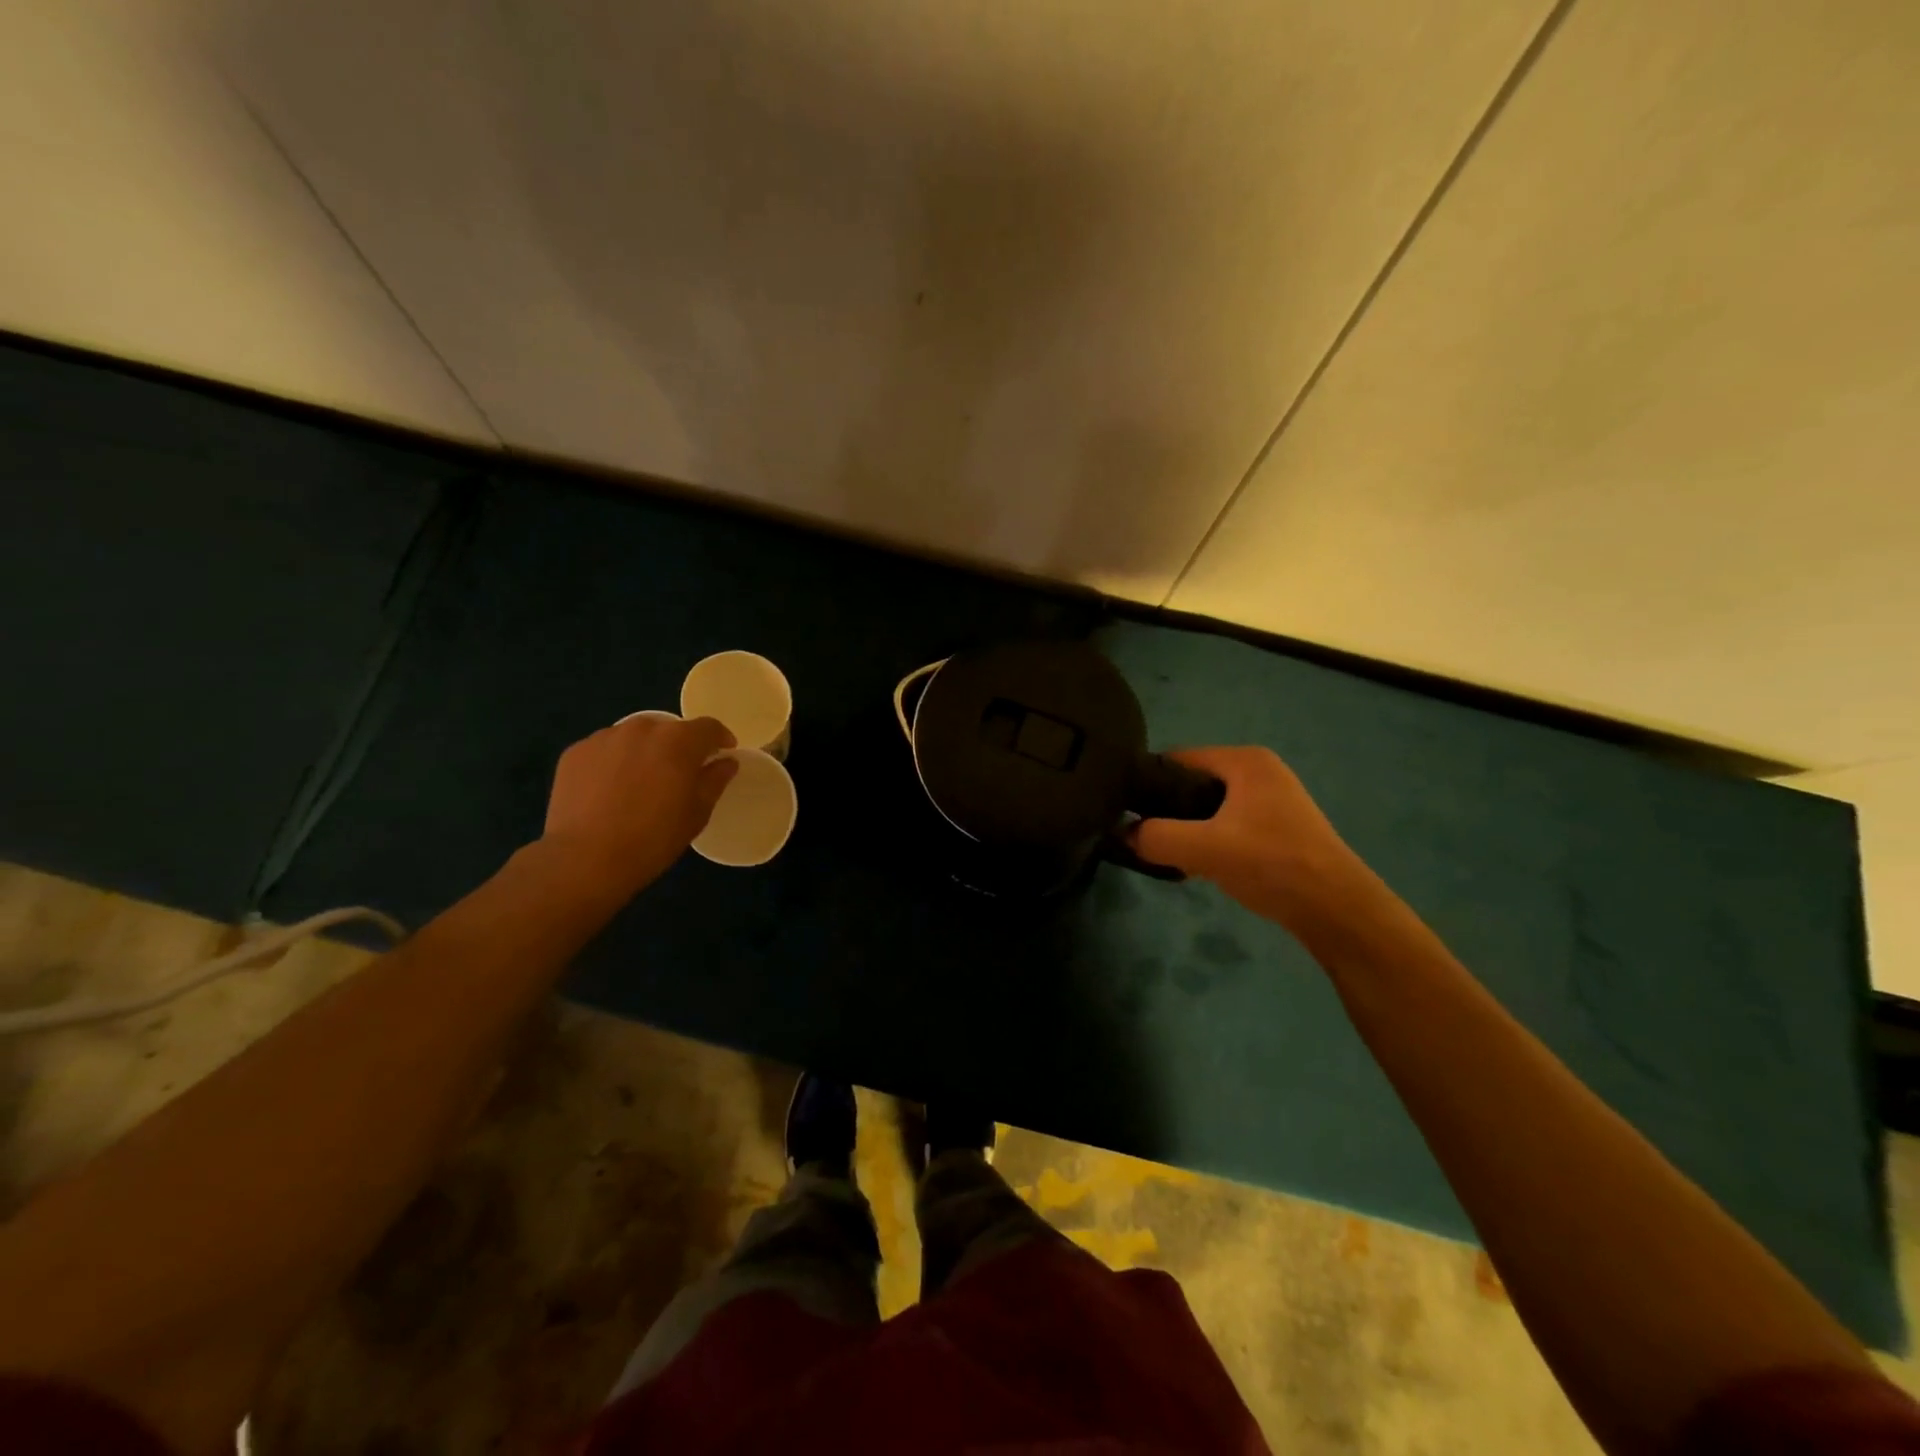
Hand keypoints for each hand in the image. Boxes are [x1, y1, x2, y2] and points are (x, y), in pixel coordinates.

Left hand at [541, 714, 737, 897]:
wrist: (585, 859)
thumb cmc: (653, 837)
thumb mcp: (697, 813)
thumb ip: (715, 780)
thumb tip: (726, 761)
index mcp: (678, 740)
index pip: (708, 727)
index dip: (720, 739)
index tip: (723, 754)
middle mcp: (642, 728)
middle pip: (669, 730)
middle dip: (678, 747)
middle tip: (678, 776)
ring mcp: (604, 737)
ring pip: (635, 737)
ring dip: (644, 752)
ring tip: (640, 783)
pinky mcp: (576, 752)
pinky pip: (605, 750)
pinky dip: (614, 762)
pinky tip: (610, 791)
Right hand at [1129, 746, 1382, 937]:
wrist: (1337, 910)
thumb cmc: (1272, 864)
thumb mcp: (1204, 849)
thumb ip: (1156, 837)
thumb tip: (1122, 834)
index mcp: (1244, 760)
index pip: (1176, 758)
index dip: (1147, 782)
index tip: (1124, 810)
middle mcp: (1258, 770)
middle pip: (1191, 782)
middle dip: (1166, 809)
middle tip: (1144, 837)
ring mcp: (1270, 799)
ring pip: (1207, 806)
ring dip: (1186, 828)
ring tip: (1167, 853)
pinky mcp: (1275, 827)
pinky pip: (1225, 823)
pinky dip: (1207, 840)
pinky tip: (1197, 865)